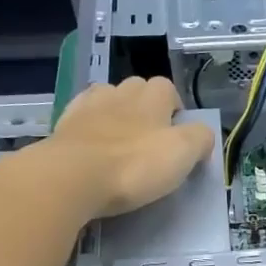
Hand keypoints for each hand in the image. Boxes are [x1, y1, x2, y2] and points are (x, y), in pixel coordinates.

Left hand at [37, 76, 215, 218]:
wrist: (74, 176)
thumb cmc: (135, 165)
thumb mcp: (183, 153)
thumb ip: (200, 138)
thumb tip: (202, 135)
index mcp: (152, 97)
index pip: (169, 89)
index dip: (175, 108)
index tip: (177, 134)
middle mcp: (120, 92)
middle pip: (137, 89)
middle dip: (145, 106)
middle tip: (149, 139)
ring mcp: (88, 106)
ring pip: (107, 98)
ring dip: (115, 112)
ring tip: (119, 140)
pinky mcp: (64, 125)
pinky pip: (81, 117)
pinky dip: (89, 126)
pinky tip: (92, 145)